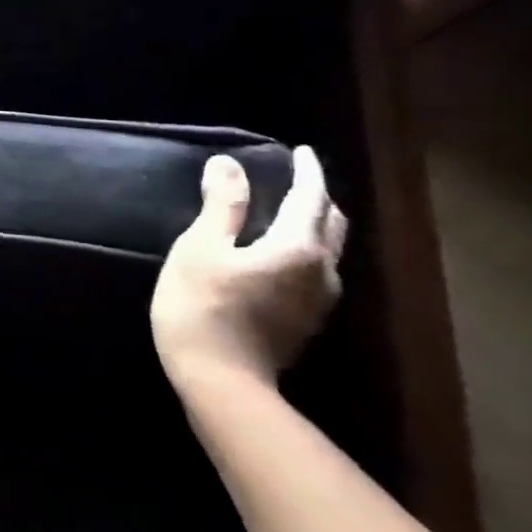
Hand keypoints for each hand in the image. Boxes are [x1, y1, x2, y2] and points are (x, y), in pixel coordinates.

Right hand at [150, 146, 347, 391]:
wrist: (219, 380)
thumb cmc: (203, 306)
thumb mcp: (201, 248)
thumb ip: (221, 206)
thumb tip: (228, 164)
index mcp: (298, 248)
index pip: (310, 197)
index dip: (306, 171)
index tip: (300, 152)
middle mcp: (322, 271)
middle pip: (330, 225)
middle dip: (317, 198)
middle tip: (297, 180)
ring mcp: (318, 302)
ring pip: (327, 251)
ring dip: (313, 227)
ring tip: (288, 213)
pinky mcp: (305, 322)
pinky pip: (315, 273)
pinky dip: (304, 251)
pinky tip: (280, 256)